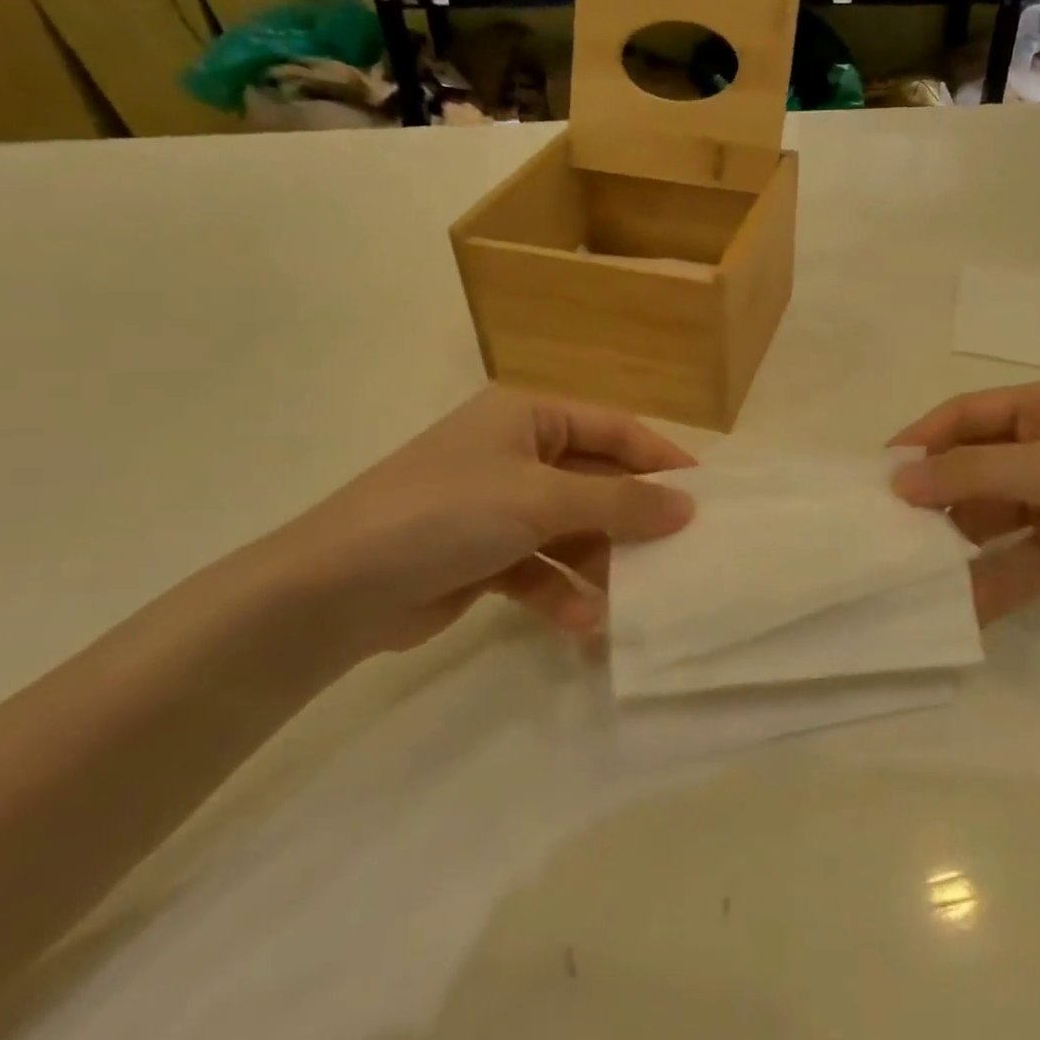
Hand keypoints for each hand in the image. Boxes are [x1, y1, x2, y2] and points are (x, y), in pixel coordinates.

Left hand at [257, 387, 695, 657]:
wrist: (334, 589)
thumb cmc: (446, 513)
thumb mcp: (540, 498)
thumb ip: (618, 501)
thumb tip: (687, 506)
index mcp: (528, 417)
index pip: (613, 429)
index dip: (660, 459)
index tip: (705, 495)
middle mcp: (516, 454)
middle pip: (596, 482)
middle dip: (632, 519)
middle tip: (680, 553)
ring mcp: (499, 507)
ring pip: (572, 529)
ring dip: (599, 562)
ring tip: (632, 597)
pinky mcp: (484, 556)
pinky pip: (541, 567)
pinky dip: (561, 591)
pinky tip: (581, 622)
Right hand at [889, 381, 1039, 627]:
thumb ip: (972, 473)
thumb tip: (898, 480)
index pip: (968, 415)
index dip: (923, 438)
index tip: (879, 472)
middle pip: (972, 467)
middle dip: (934, 494)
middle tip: (888, 524)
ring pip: (987, 518)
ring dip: (954, 540)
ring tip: (912, 564)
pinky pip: (1011, 561)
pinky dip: (986, 580)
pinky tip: (957, 602)